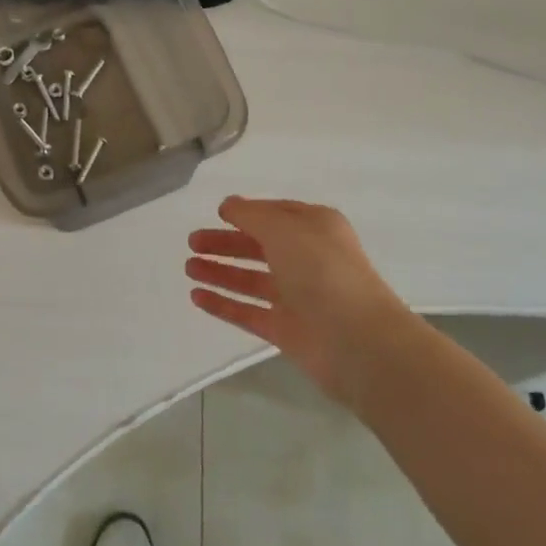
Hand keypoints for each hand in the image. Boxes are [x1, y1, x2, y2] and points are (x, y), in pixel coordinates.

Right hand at [186, 197, 411, 403]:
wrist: (355, 339)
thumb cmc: (321, 270)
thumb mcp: (283, 228)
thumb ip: (251, 215)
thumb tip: (228, 205)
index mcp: (315, 229)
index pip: (276, 215)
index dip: (247, 213)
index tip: (217, 214)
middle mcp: (307, 260)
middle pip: (259, 247)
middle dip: (226, 243)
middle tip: (192, 243)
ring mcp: (297, 297)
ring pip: (251, 280)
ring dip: (220, 272)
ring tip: (189, 267)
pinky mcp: (286, 330)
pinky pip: (248, 312)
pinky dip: (223, 304)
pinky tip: (196, 296)